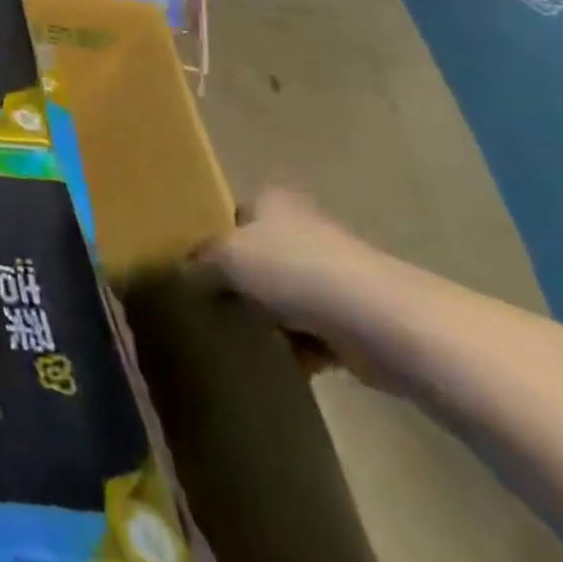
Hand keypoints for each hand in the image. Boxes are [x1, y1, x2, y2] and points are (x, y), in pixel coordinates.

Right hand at [198, 188, 400, 384]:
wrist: (379, 320)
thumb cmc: (294, 270)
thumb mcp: (227, 258)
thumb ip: (201, 262)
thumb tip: (183, 272)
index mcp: (272, 201)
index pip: (236, 214)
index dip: (218, 239)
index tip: (201, 268)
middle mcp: (304, 228)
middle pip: (262, 254)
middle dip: (245, 280)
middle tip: (217, 303)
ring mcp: (335, 272)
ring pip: (288, 293)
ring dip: (273, 316)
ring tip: (247, 335)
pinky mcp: (357, 316)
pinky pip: (315, 330)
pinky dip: (301, 346)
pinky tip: (284, 360)